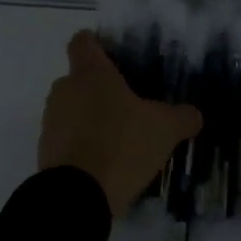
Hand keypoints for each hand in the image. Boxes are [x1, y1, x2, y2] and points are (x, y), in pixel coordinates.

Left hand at [38, 31, 202, 217]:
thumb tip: (194, 114)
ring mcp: (51, 122)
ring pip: (72, 109)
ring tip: (120, 137)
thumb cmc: (121, 145)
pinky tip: (107, 161)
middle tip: (130, 104)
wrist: (76, 198)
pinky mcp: (46, 152)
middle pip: (80, 78)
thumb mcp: (164, 129)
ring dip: (91, 118)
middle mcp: (65, 90)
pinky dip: (83, 144)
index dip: (97, 43)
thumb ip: (182, 117)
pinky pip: (67, 138)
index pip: (83, 41)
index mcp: (91, 74)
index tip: (114, 54)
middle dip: (101, 88)